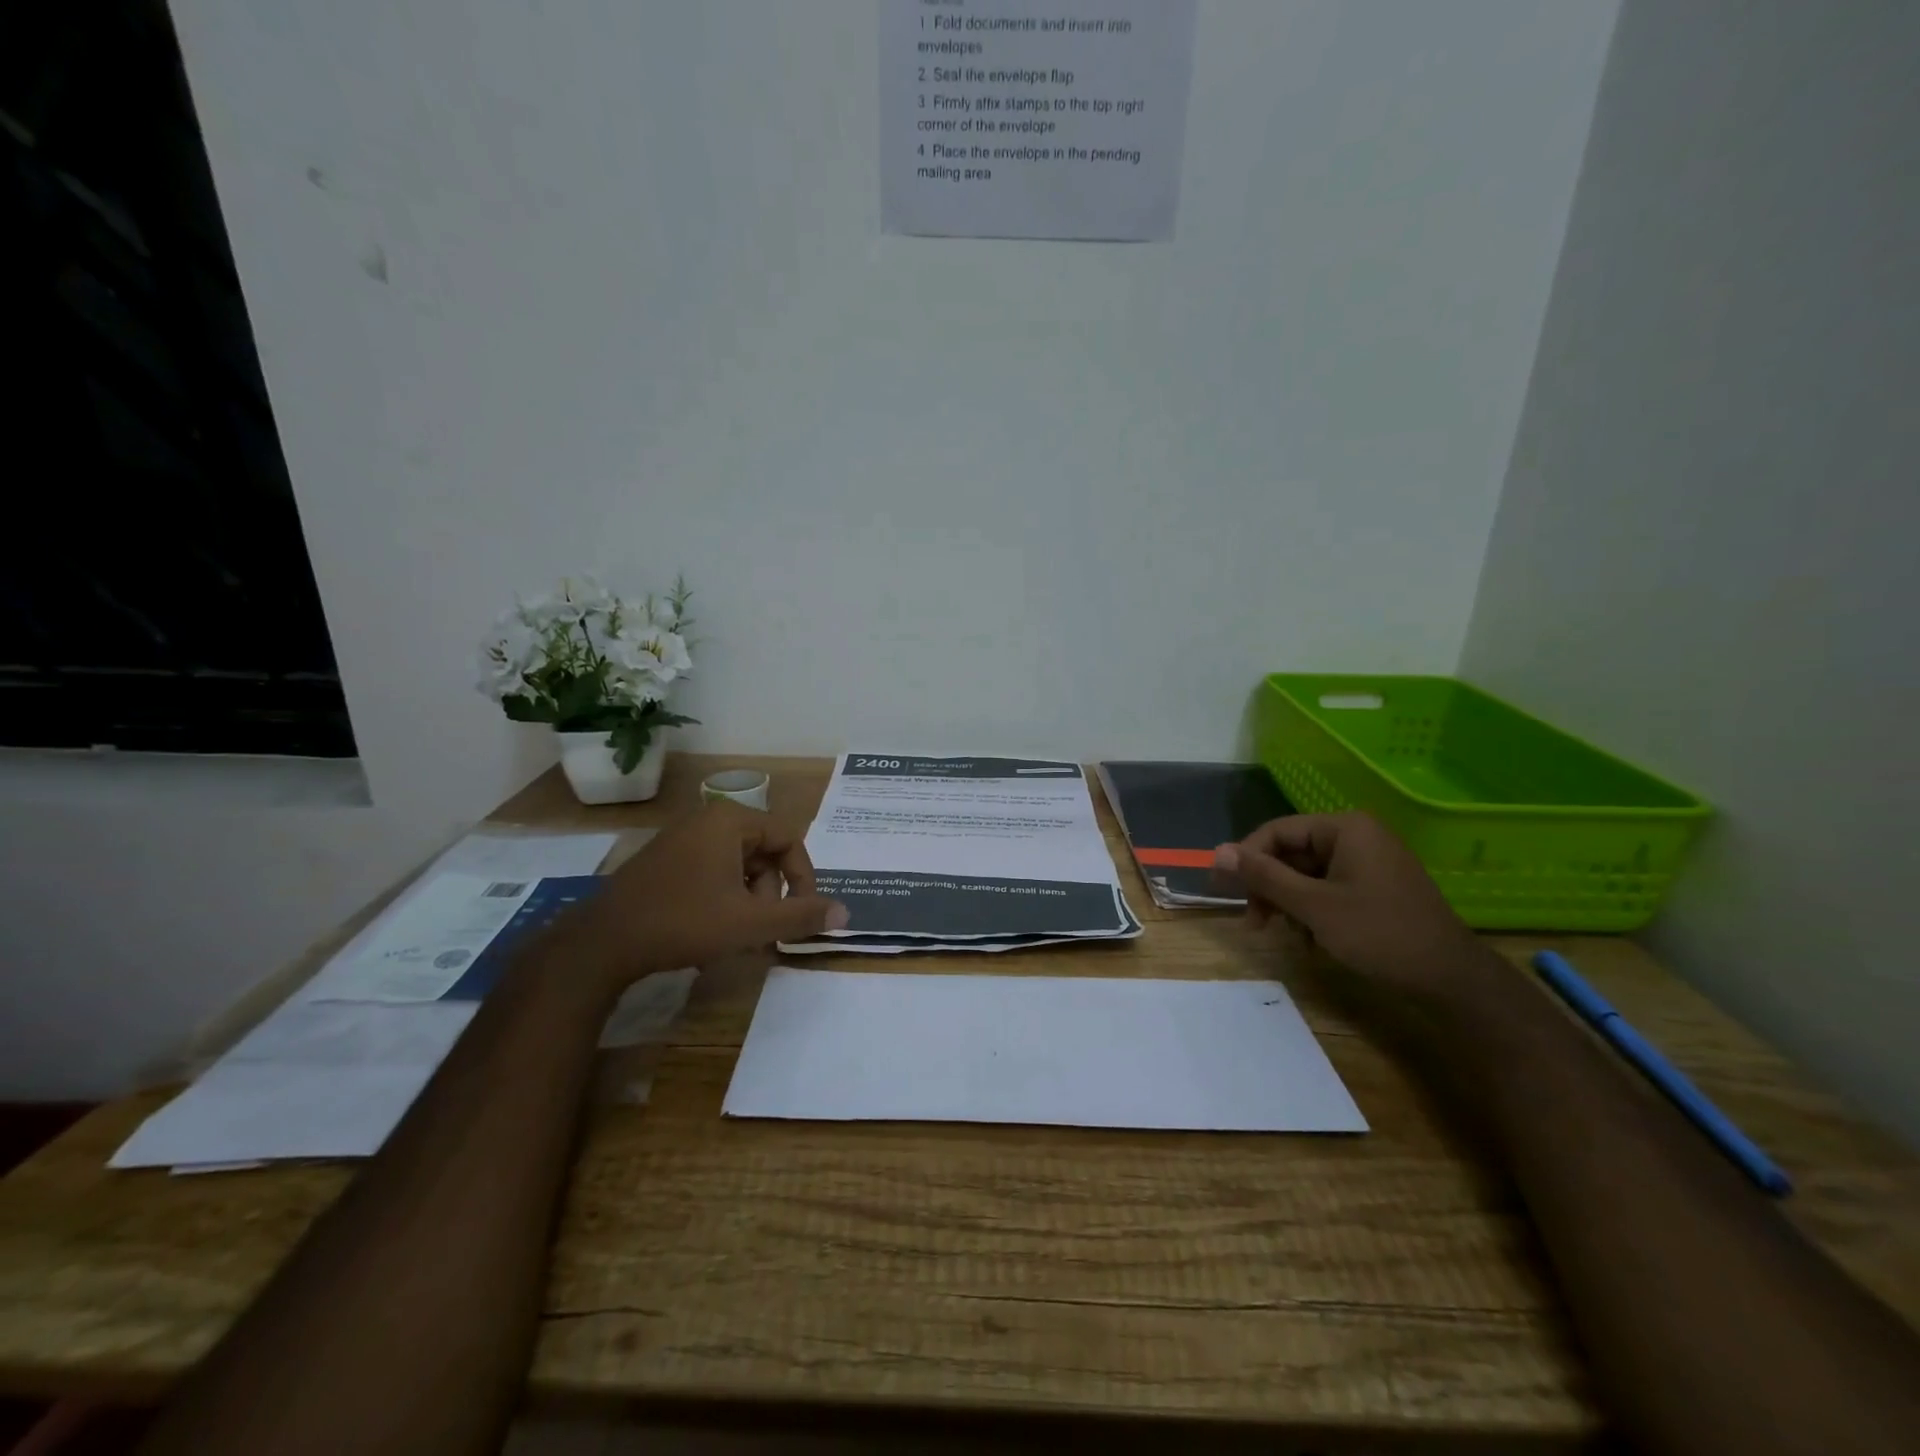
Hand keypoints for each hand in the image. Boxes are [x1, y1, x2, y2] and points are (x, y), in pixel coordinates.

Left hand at [559, 801, 846, 988]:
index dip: (803, 877)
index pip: (789, 839)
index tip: (799, 914)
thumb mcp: (751, 923)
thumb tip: (845, 913)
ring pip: (738, 863)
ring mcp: (681, 838)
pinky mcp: (664, 859)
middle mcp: (707, 819)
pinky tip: (711, 926)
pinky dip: (723, 895)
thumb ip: (801, 916)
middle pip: (764, 850)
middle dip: (771, 891)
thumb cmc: (684, 923)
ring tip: (736, 932)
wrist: (602, 943)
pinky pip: (712, 869)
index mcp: (730, 821)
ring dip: (748, 897)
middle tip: (761, 927)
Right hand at [1213, 812, 1486, 1005]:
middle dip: (1269, 887)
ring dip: (1288, 903)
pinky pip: (1327, 889)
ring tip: (1284, 935)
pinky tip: (1311, 941)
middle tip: (1254, 922)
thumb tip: (1217, 851)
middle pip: (1291, 853)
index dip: (1245, 858)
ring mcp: (1369, 862)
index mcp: (1345, 828)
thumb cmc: (1380, 935)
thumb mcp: (1313, 906)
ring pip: (1306, 874)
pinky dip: (1311, 911)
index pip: (1277, 831)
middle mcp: (1357, 836)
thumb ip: (1263, 876)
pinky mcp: (1375, 887)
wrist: (1452, 981)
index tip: (1223, 890)